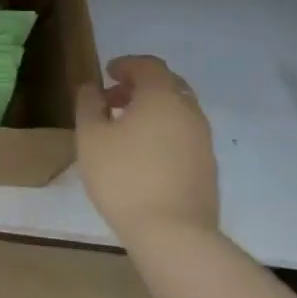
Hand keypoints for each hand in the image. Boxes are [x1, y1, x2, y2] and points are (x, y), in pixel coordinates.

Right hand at [74, 55, 218, 240]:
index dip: (126, 64)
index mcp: (162, 98)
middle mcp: (189, 112)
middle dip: (140, 85)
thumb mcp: (91, 137)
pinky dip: (164, 131)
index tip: (106, 73)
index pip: (149, 65)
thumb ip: (89, 105)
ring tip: (124, 128)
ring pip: (178, 111)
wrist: (172, 233)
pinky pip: (184, 135)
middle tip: (113, 98)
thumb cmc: (123, 177)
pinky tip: (143, 154)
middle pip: (168, 85)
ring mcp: (203, 141)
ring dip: (152, 109)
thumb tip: (91, 88)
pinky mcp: (207, 167)